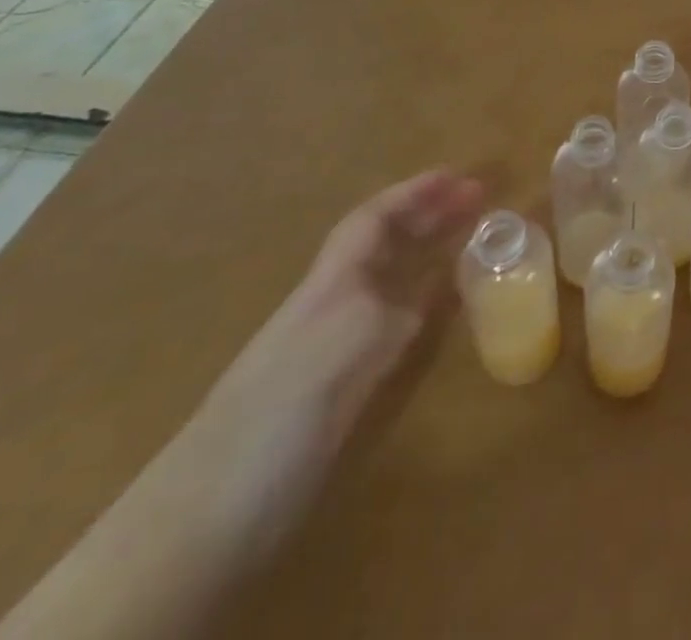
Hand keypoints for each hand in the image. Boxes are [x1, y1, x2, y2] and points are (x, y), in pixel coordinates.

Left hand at [179, 170, 484, 551]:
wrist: (211, 515)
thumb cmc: (280, 413)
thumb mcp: (345, 349)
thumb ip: (396, 313)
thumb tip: (438, 291)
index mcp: (328, 286)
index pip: (372, 221)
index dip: (413, 192)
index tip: (457, 175)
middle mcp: (335, 305)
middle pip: (385, 245)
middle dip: (430, 214)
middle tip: (479, 197)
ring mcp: (339, 347)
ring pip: (393, 281)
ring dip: (433, 252)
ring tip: (475, 236)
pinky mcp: (346, 387)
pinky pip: (399, 323)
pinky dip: (429, 301)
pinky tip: (451, 304)